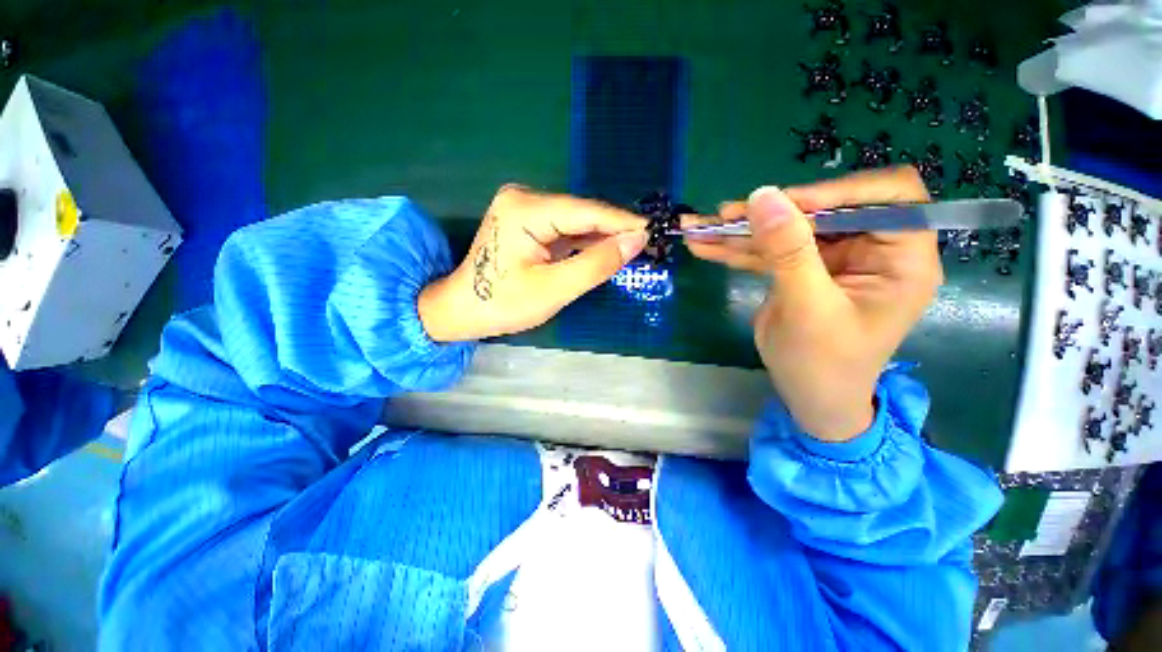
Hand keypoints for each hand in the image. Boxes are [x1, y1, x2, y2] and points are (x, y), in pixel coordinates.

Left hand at [419, 185, 648, 341]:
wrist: (462, 310)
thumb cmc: (503, 304)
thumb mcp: (554, 289)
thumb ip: (596, 264)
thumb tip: (637, 241)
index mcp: (526, 209)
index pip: (587, 212)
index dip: (624, 222)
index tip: (656, 230)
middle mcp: (526, 198)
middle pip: (583, 214)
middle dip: (616, 230)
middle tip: (650, 244)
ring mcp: (526, 209)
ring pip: (577, 222)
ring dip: (603, 237)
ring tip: (635, 249)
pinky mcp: (529, 222)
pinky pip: (567, 230)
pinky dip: (587, 243)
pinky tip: (607, 252)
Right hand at [686, 167, 941, 441]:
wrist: (807, 398)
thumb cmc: (824, 364)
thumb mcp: (808, 308)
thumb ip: (789, 252)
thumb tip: (763, 196)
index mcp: (902, 258)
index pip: (888, 197)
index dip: (837, 192)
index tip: (784, 205)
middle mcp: (870, 250)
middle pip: (824, 210)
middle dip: (771, 213)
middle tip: (725, 215)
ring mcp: (831, 260)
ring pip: (787, 230)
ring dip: (742, 230)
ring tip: (700, 228)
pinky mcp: (800, 270)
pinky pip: (768, 251)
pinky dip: (735, 249)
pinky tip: (704, 245)